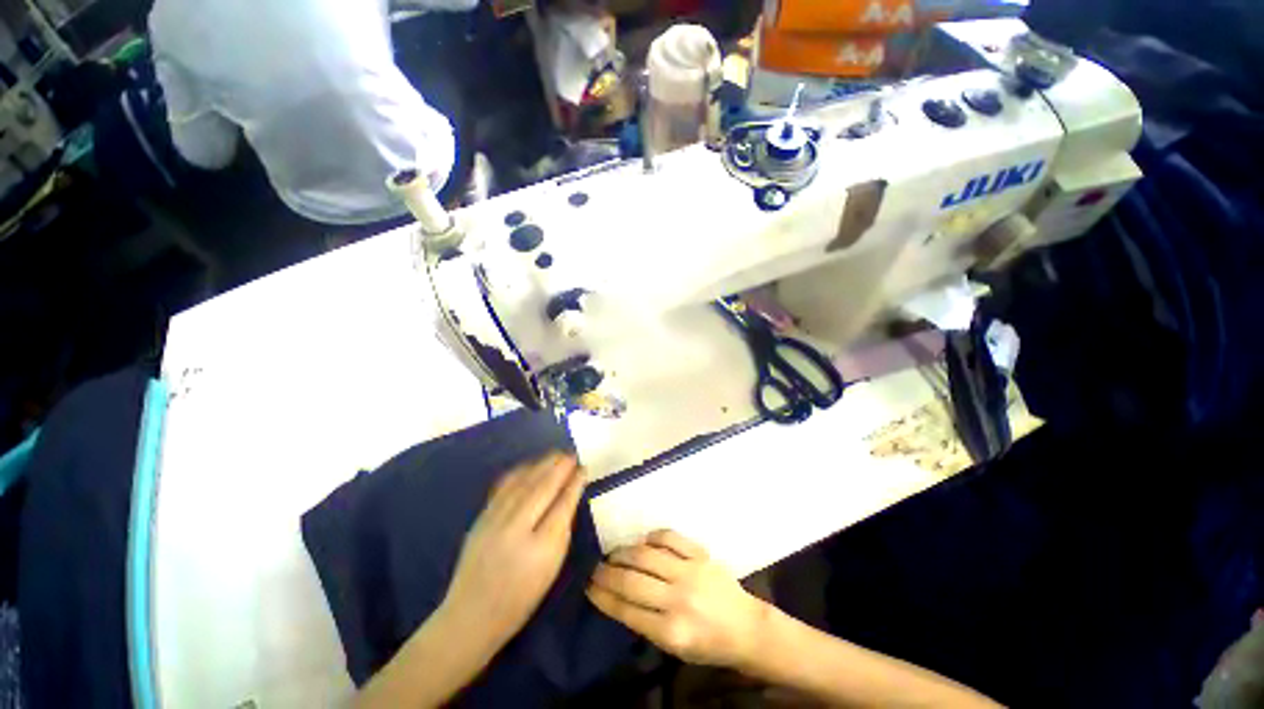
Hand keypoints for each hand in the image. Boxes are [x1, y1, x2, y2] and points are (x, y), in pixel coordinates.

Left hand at [439, 453, 585, 651]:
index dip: (574, 483)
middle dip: (559, 467)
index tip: (583, 469)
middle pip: (542, 488)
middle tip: (572, 455)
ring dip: (541, 465)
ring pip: (523, 483)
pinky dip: (519, 472)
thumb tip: (568, 499)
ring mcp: (495, 521)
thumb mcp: (551, 570)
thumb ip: (561, 531)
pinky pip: (504, 487)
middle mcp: (517, 528)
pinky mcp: (481, 518)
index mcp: (540, 547)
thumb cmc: (520, 599)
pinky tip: (529, 465)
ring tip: (556, 455)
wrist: (470, 615)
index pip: (562, 504)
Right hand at [587, 530, 768, 668]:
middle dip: (607, 573)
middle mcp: (678, 599)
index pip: (626, 610)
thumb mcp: (674, 648)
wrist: (746, 627)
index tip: (588, 586)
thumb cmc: (708, 644)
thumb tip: (618, 597)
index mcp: (671, 631)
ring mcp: (690, 572)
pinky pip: (669, 537)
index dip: (603, 596)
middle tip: (595, 568)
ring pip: (646, 555)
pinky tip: (644, 542)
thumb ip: (646, 623)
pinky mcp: (701, 554)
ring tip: (614, 554)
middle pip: (632, 580)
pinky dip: (652, 537)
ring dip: (624, 552)